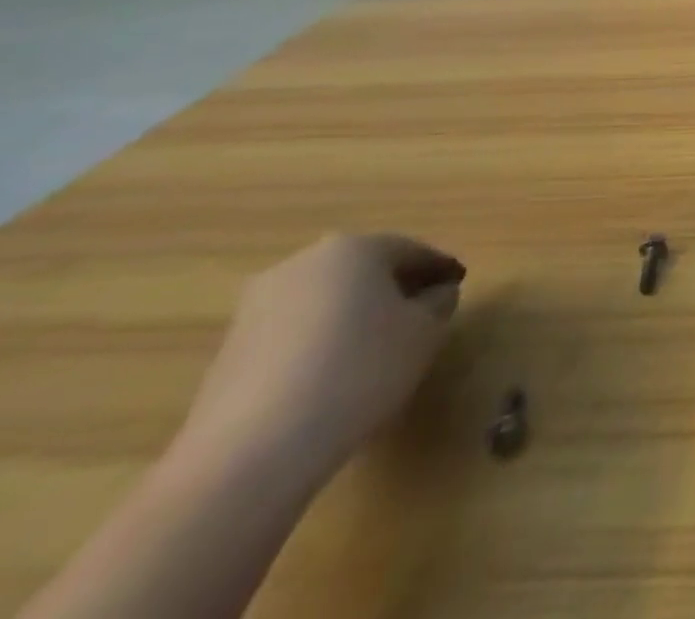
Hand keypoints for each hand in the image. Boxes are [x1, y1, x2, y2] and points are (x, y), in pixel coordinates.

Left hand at [173, 234, 464, 488]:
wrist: (250, 455)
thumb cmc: (358, 371)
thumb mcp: (426, 332)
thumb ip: (439, 302)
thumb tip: (435, 294)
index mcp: (354, 248)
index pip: (413, 252)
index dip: (440, 270)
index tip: (458, 287)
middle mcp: (302, 264)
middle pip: (364, 271)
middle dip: (394, 289)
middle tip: (421, 315)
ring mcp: (256, 309)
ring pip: (327, 302)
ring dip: (355, 317)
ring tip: (378, 351)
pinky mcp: (228, 354)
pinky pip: (295, 334)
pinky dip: (321, 344)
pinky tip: (335, 376)